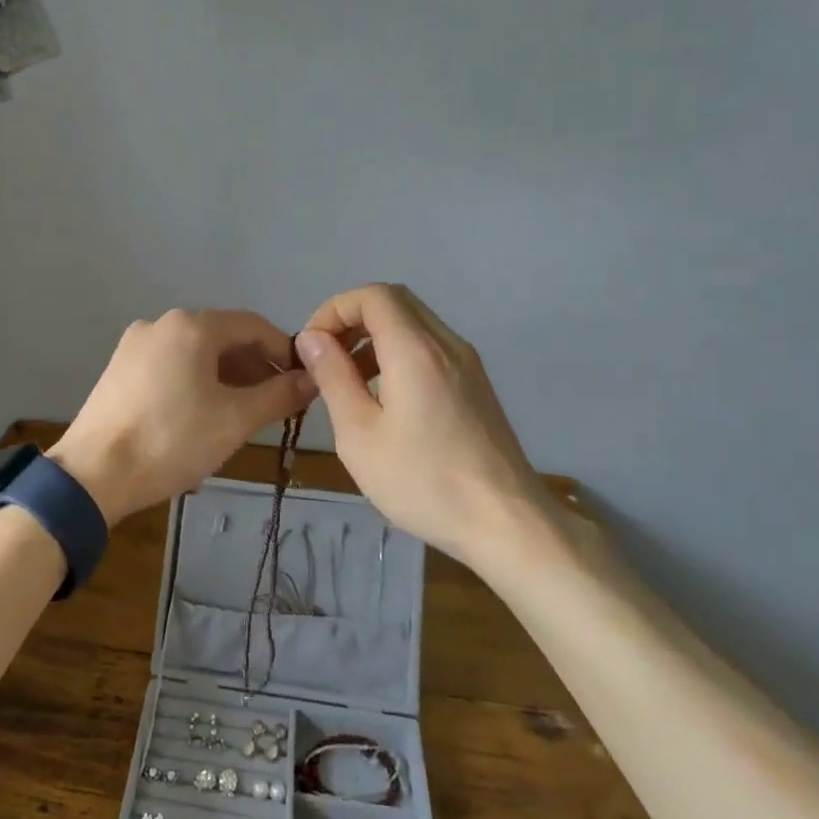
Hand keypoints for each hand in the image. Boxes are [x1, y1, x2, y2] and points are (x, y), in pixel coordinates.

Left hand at [52, 309, 318, 526]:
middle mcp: (161, 323)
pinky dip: (196, 381)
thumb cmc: (172, 440)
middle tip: (275, 402)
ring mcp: (135, 345)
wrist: (93, 474)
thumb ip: (279, 395)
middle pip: (222, 336)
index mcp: (192, 326)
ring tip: (242, 413)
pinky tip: (203, 414)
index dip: (284, 351)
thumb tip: (312, 380)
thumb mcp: (235, 420)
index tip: (302, 382)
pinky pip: (170, 365)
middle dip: (254, 366)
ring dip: (226, 376)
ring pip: (195, 352)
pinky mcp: (119, 369)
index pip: (253, 325)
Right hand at [296, 284, 557, 563]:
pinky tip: (384, 397)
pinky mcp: (475, 384)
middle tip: (326, 357)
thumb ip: (333, 378)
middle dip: (352, 319)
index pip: (372, 295)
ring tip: (348, 380)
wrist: (506, 523)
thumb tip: (312, 338)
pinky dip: (397, 353)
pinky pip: (429, 347)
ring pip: (413, 323)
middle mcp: (446, 344)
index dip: (334, 309)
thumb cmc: (423, 481)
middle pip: (394, 301)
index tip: (312, 346)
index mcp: (415, 350)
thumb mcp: (359, 435)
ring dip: (374, 336)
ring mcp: (467, 363)